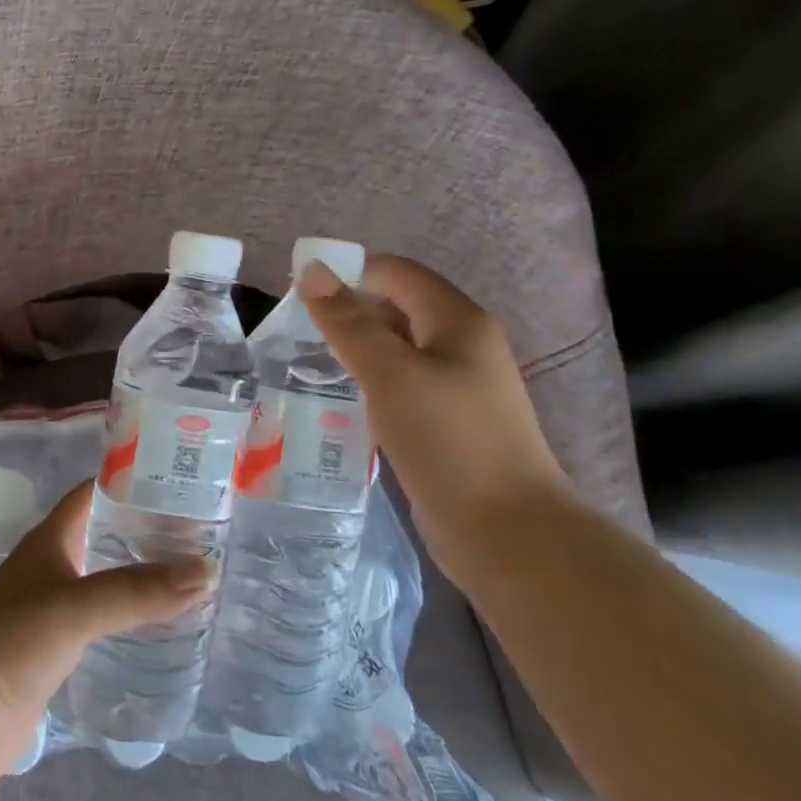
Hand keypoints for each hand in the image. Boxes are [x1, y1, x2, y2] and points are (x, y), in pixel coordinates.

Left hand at [0, 481, 215, 787]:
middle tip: (205, 533)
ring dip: (143, 576)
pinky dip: (132, 617)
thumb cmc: (10, 643)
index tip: (182, 481)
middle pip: (104, 535)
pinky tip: (166, 626)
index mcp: (49, 540)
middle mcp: (51, 566)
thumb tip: (208, 570)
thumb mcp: (75, 607)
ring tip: (197, 575)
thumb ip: (136, 590)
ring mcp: (53, 609)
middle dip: (147, 531)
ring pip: (106, 580)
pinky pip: (103, 622)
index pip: (93, 493)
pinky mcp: (57, 650)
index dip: (131, 481)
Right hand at [298, 255, 573, 571]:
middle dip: (348, 311)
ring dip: (356, 349)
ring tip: (308, 362)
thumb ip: (348, 322)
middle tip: (295, 331)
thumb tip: (312, 269)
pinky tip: (342, 399)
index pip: (396, 273)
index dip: (349, 273)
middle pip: (397, 307)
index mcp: (458, 320)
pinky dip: (370, 382)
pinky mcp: (448, 420)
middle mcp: (462, 344)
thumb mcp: (389, 374)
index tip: (299, 294)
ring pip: (397, 349)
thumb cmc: (448, 440)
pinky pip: (401, 384)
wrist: (505, 530)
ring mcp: (458, 385)